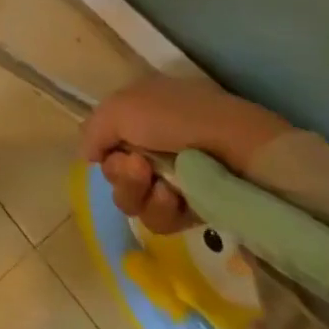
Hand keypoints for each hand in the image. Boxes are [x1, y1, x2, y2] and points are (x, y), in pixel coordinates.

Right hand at [81, 74, 291, 233]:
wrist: (240, 150)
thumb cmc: (177, 119)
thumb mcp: (121, 107)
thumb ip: (93, 130)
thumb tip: (89, 156)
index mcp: (136, 117)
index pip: (104, 143)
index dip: (104, 150)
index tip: (115, 150)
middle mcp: (150, 147)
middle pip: (114, 175)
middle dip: (122, 175)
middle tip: (141, 167)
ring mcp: (173, 180)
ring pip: (133, 201)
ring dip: (140, 194)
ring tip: (164, 187)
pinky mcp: (194, 209)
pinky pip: (160, 221)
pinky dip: (163, 211)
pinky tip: (178, 199)